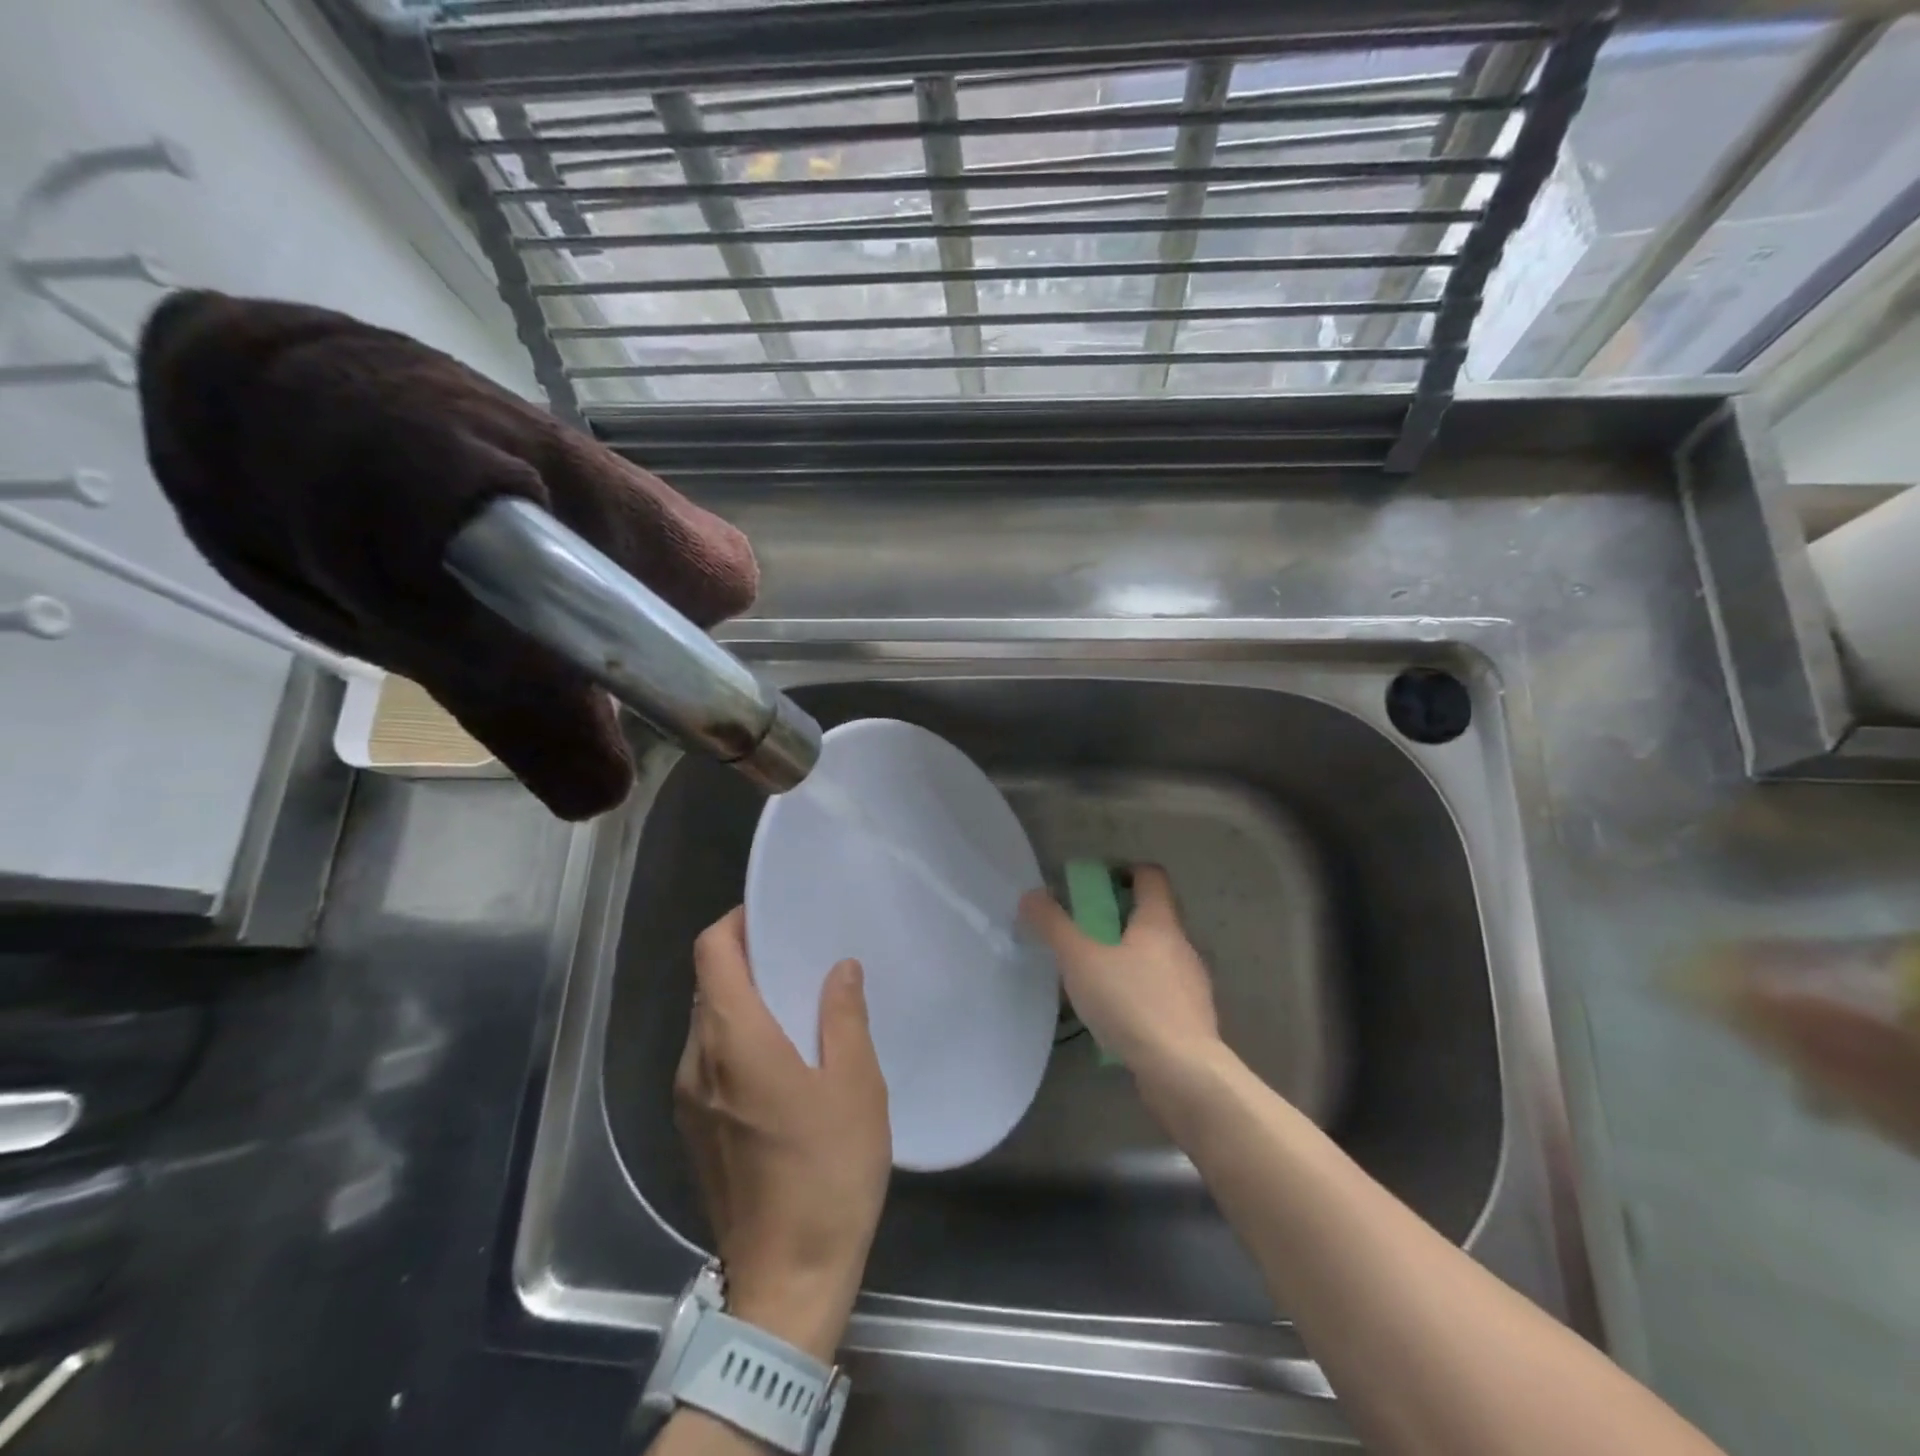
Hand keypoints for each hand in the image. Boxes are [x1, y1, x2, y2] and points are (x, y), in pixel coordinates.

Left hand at [674, 908, 890, 1362]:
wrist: (787, 1280)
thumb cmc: (827, 1172)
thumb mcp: (856, 1086)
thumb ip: (844, 1017)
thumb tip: (839, 968)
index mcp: (734, 1041)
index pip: (712, 953)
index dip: (735, 923)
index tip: (772, 915)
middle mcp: (698, 1061)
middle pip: (708, 985)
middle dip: (746, 959)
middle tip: (799, 954)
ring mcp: (688, 1099)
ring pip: (706, 1023)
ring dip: (743, 1001)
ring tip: (797, 1001)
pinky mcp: (694, 1129)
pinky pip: (708, 1059)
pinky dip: (737, 1038)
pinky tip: (782, 1057)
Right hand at [1019, 865, 1222, 1093]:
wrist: (1184, 1074)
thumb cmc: (1132, 1004)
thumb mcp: (1081, 961)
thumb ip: (1054, 926)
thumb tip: (1031, 895)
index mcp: (1159, 923)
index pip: (1152, 877)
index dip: (1126, 871)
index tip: (1097, 883)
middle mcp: (1182, 946)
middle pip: (1154, 917)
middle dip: (1120, 919)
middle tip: (1085, 933)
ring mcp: (1191, 984)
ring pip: (1158, 957)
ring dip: (1130, 958)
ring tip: (1096, 978)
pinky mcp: (1192, 1019)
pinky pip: (1162, 992)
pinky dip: (1141, 992)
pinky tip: (1118, 1015)